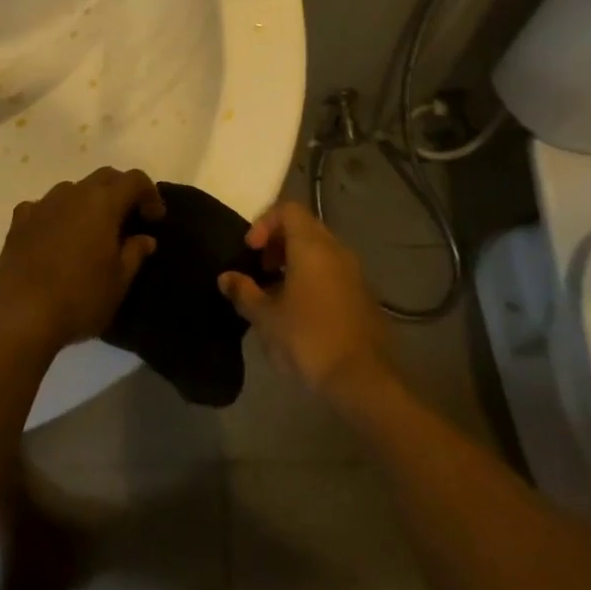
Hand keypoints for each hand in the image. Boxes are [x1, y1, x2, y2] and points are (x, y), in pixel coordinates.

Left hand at [0, 168, 163, 352]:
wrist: (19, 315)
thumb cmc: (79, 298)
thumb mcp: (118, 282)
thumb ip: (134, 253)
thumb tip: (144, 238)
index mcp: (103, 203)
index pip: (134, 180)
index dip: (150, 194)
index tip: (155, 218)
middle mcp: (72, 193)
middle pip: (104, 177)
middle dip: (121, 191)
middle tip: (129, 219)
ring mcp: (42, 204)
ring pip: (72, 189)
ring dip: (88, 201)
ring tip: (92, 230)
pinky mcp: (19, 221)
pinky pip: (44, 206)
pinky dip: (56, 215)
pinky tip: (56, 237)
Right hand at [218, 201, 392, 406]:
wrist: (364, 379)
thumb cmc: (309, 338)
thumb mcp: (266, 317)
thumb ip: (243, 292)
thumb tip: (226, 278)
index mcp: (312, 246)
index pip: (288, 209)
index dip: (264, 223)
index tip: (251, 251)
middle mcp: (336, 250)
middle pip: (304, 227)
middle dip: (277, 242)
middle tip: (260, 268)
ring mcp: (353, 273)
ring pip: (319, 250)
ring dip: (294, 261)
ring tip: (275, 292)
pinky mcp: (362, 295)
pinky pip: (332, 271)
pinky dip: (312, 277)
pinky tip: (298, 310)